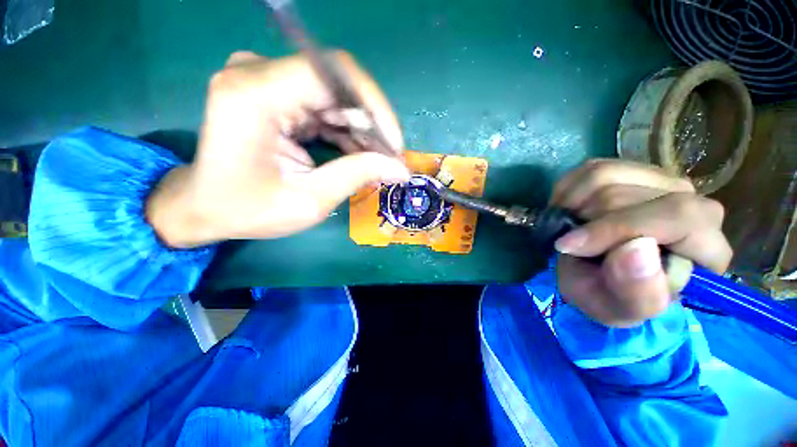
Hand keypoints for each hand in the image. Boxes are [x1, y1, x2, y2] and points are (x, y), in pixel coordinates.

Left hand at [147, 51, 409, 247]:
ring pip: (335, 95)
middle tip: (389, 159)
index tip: (394, 145)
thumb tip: (400, 168)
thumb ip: (356, 176)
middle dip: (371, 124)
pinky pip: (324, 105)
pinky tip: (358, 154)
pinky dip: (346, 130)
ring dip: (361, 129)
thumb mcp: (309, 200)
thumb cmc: (248, 210)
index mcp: (255, 94)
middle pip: (337, 84)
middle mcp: (257, 73)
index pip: (334, 74)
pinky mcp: (274, 93)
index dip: (375, 106)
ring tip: (377, 161)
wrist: (204, 206)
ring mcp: (265, 80)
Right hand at [550, 159, 732, 326]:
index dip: (617, 228)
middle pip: (630, 194)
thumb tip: (636, 248)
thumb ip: (636, 292)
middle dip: (586, 222)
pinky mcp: (629, 171)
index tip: (570, 246)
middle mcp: (692, 203)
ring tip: (568, 226)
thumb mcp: (617, 308)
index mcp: (705, 248)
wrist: (599, 276)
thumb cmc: (610, 296)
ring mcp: (660, 182)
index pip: (679, 216)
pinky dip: (567, 191)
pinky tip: (568, 211)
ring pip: (606, 175)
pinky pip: (589, 168)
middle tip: (569, 243)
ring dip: (572, 205)